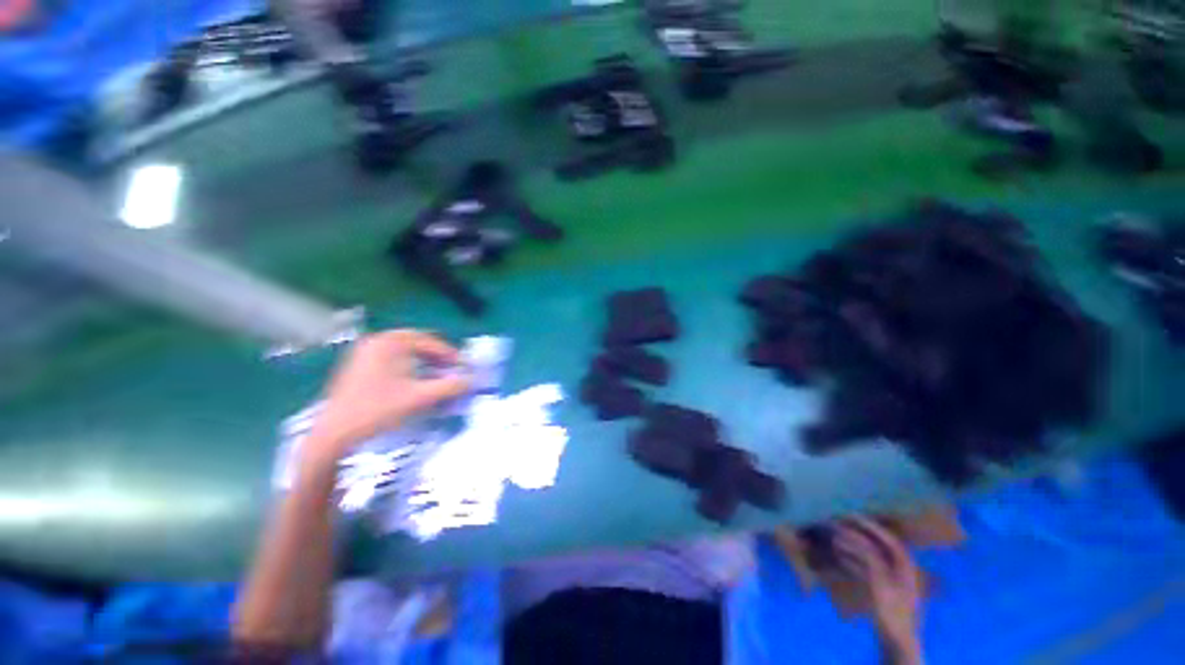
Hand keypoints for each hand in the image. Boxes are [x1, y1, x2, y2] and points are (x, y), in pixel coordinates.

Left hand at [303, 330, 469, 467]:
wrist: (334, 434)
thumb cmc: (378, 410)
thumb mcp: (419, 397)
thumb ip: (450, 386)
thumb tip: (471, 380)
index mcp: (390, 342)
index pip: (430, 341)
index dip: (450, 354)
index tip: (463, 367)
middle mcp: (376, 340)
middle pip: (417, 342)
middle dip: (437, 355)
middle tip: (451, 369)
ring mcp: (364, 351)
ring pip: (404, 350)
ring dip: (424, 360)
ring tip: (436, 375)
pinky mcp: (358, 364)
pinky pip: (392, 357)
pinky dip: (408, 364)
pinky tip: (414, 379)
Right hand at [833, 518, 922, 655]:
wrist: (898, 645)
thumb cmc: (892, 614)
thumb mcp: (879, 584)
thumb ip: (869, 559)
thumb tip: (850, 536)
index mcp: (906, 567)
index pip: (889, 539)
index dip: (869, 526)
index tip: (849, 515)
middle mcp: (902, 570)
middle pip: (879, 547)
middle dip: (859, 535)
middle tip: (839, 524)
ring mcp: (894, 582)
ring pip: (872, 558)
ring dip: (853, 548)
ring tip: (834, 540)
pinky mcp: (884, 593)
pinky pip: (868, 570)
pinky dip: (854, 561)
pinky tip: (840, 559)